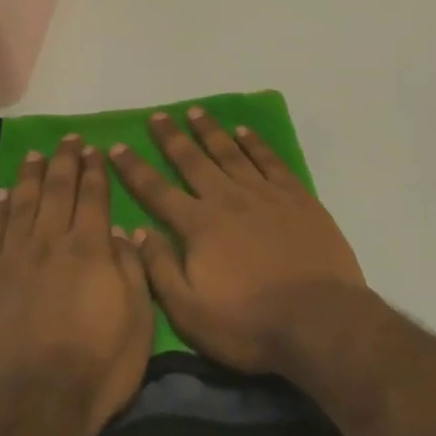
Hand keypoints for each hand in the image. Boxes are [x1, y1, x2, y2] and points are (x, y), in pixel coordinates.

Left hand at [0, 137, 152, 435]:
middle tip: (68, 140)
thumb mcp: (139, 320)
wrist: (33, 404)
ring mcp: (15, 259)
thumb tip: (121, 232)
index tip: (94, 149)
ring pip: (23, 204)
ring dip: (30, 176)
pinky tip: (3, 195)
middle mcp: (51, 242)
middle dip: (65, 161)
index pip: (93, 196)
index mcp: (91, 249)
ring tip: (35, 154)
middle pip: (57, 190)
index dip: (94, 170)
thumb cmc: (98, 365)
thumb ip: (131, 269)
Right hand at [110, 108, 366, 374]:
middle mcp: (228, 199)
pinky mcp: (297, 197)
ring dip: (210, 131)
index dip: (134, 168)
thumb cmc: (249, 324)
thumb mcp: (190, 311)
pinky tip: (244, 132)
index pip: (156, 190)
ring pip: (231, 152)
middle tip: (158, 116)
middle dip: (171, 138)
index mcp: (199, 225)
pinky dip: (254, 143)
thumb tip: (135, 230)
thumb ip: (160, 268)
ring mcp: (265, 194)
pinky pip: (270, 160)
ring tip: (195, 112)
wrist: (318, 320)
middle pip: (193, 160)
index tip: (117, 146)